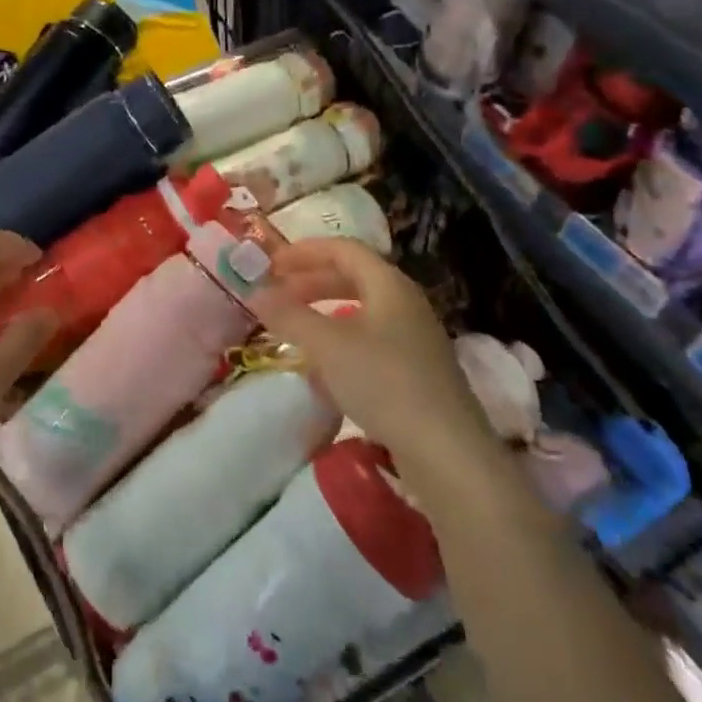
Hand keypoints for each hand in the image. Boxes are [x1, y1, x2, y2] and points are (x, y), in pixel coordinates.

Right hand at [249, 238, 490, 468]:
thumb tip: (255, 292)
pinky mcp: (416, 372)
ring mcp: (414, 339)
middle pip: (353, 277)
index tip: (271, 265)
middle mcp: (405, 303)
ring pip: (361, 311)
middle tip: (277, 295)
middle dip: (311, 282)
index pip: (344, 249)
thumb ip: (289, 315)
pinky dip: (340, 342)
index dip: (305, 251)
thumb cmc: (384, 382)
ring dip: (323, 313)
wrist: (446, 452)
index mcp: (389, 284)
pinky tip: (322, 369)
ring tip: (294, 328)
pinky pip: (370, 341)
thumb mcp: (327, 345)